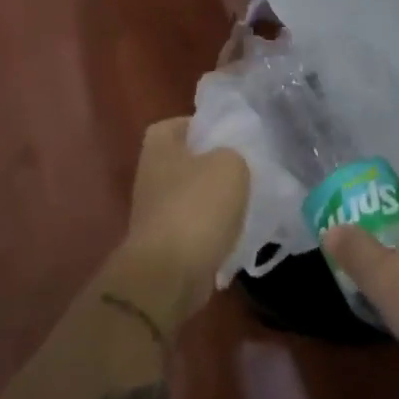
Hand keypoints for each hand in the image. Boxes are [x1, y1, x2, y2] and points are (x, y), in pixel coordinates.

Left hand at [123, 118, 248, 313]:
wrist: (169, 274)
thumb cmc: (197, 207)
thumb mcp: (230, 164)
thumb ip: (233, 153)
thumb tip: (229, 162)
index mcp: (159, 147)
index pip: (177, 123)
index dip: (203, 125)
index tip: (231, 136)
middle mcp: (151, 175)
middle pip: (186, 161)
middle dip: (213, 166)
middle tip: (246, 169)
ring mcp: (155, 213)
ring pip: (192, 197)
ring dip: (215, 201)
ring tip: (248, 203)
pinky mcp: (165, 245)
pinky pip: (195, 229)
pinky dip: (213, 231)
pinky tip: (237, 235)